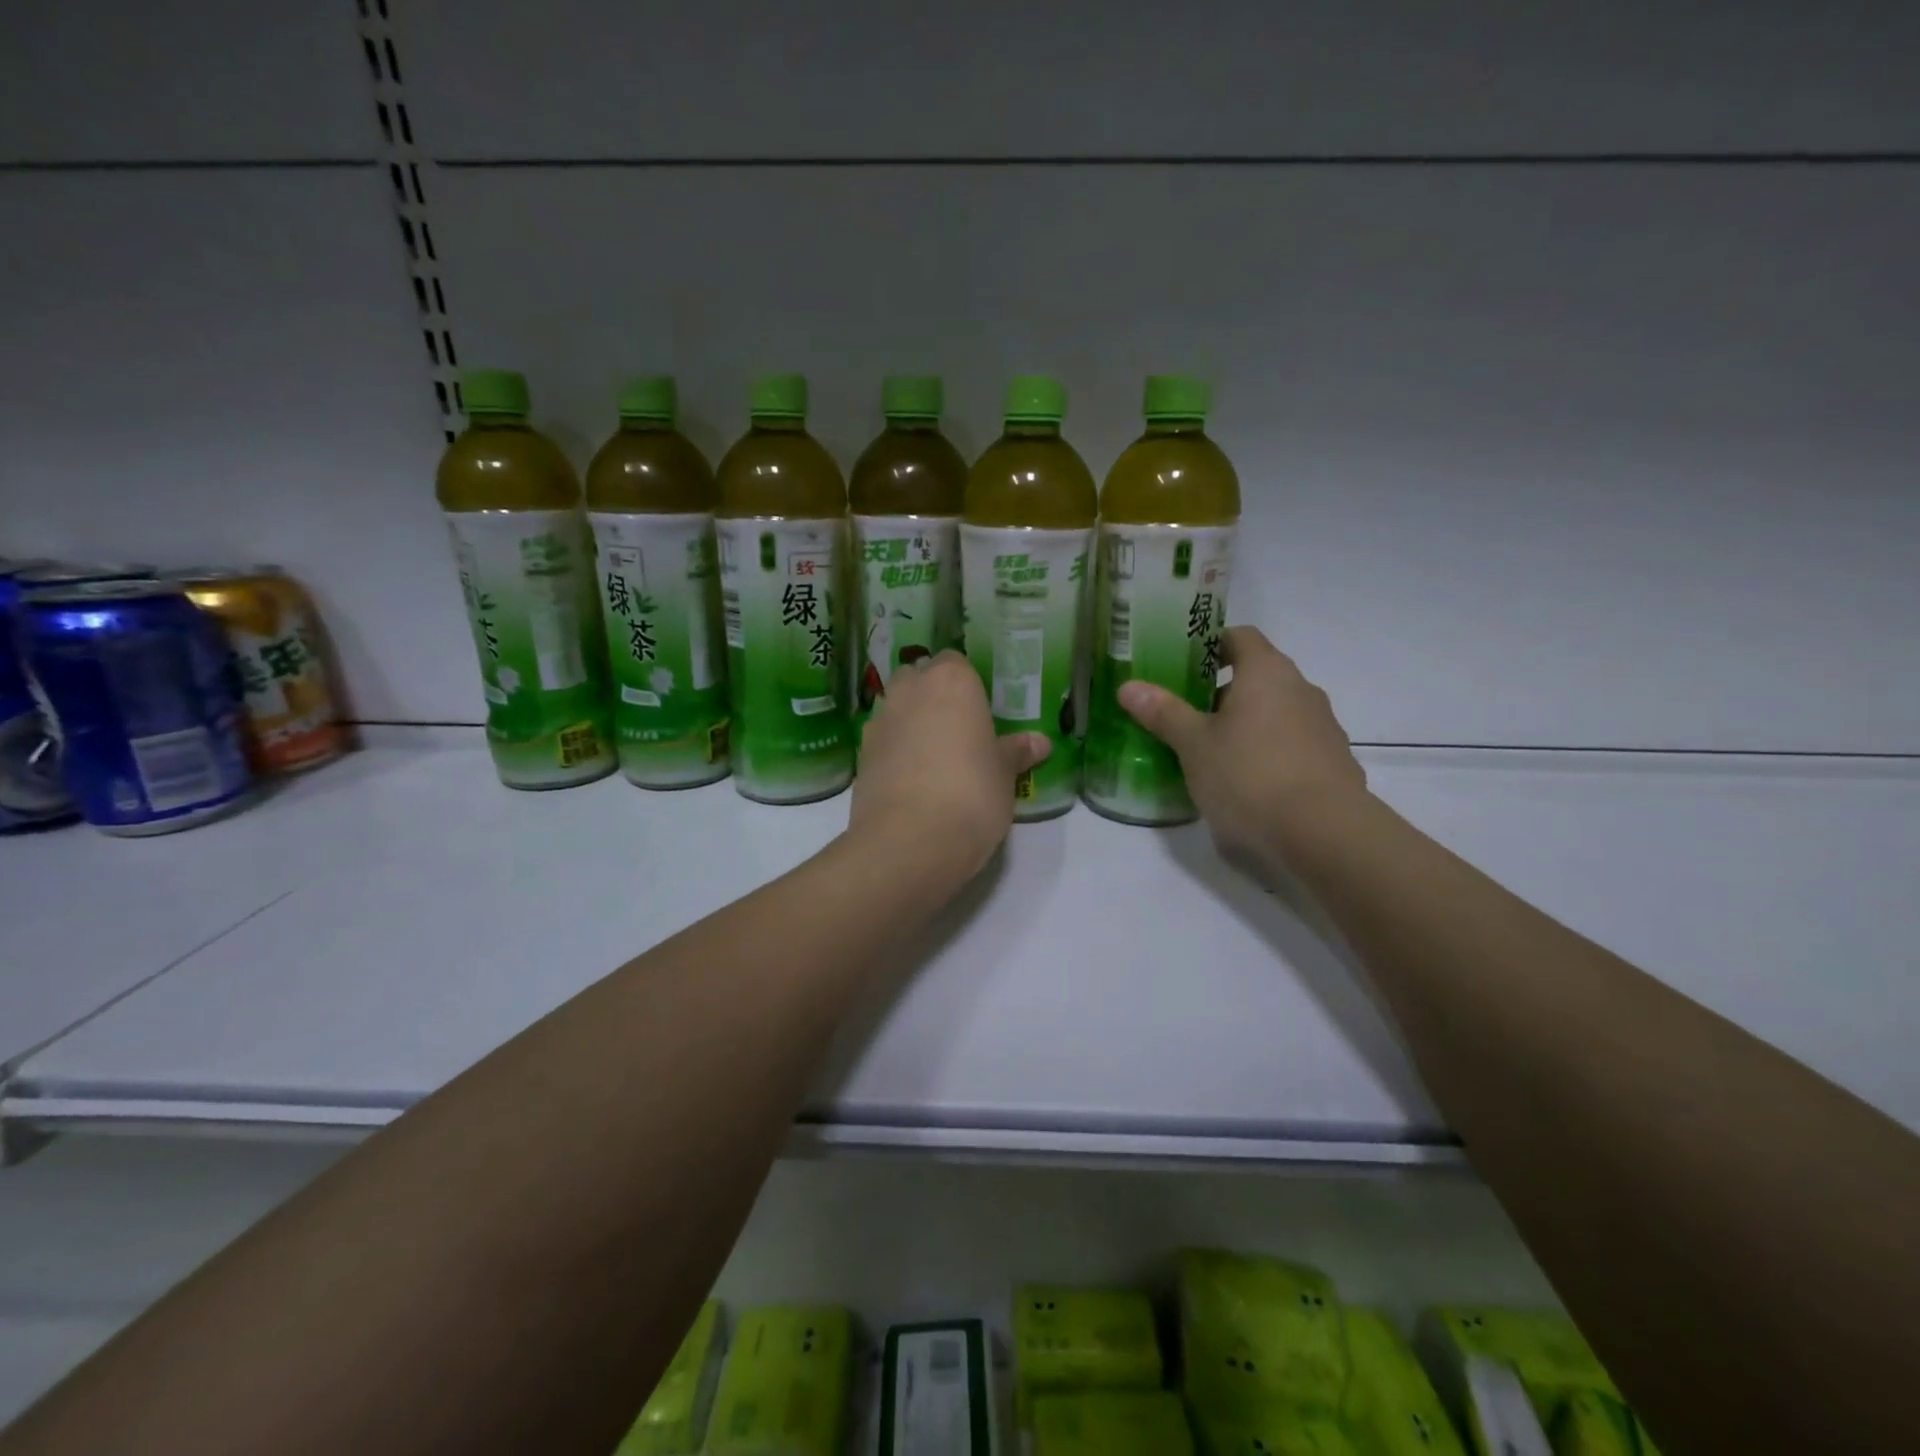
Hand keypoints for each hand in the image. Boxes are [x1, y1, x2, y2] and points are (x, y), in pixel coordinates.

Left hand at [849, 651, 1049, 881]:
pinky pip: (884, 741)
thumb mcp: (1004, 774)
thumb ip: (1017, 752)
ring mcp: (880, 722)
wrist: (909, 841)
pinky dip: (895, 751)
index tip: (980, 708)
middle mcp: (909, 691)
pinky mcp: (861, 756)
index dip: (966, 683)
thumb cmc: (971, 793)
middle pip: (919, 679)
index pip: (955, 661)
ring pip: (897, 708)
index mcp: (950, 681)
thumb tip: (1039, 742)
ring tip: (936, 756)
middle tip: (959, 728)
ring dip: (912, 722)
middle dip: (933, 696)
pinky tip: (913, 779)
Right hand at [1118, 627, 1367, 866]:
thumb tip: (1128, 686)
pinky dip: (1269, 750)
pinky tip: (1249, 782)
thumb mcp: (1194, 745)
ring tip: (1214, 752)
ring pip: (1276, 711)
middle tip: (1187, 714)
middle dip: (1222, 691)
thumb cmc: (1249, 775)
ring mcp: (1323, 725)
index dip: (1211, 645)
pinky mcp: (1334, 760)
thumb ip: (1163, 712)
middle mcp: (1300, 688)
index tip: (1183, 664)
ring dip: (1247, 722)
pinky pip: (1293, 742)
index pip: (1240, 637)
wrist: (1324, 832)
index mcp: (1266, 672)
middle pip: (1258, 675)